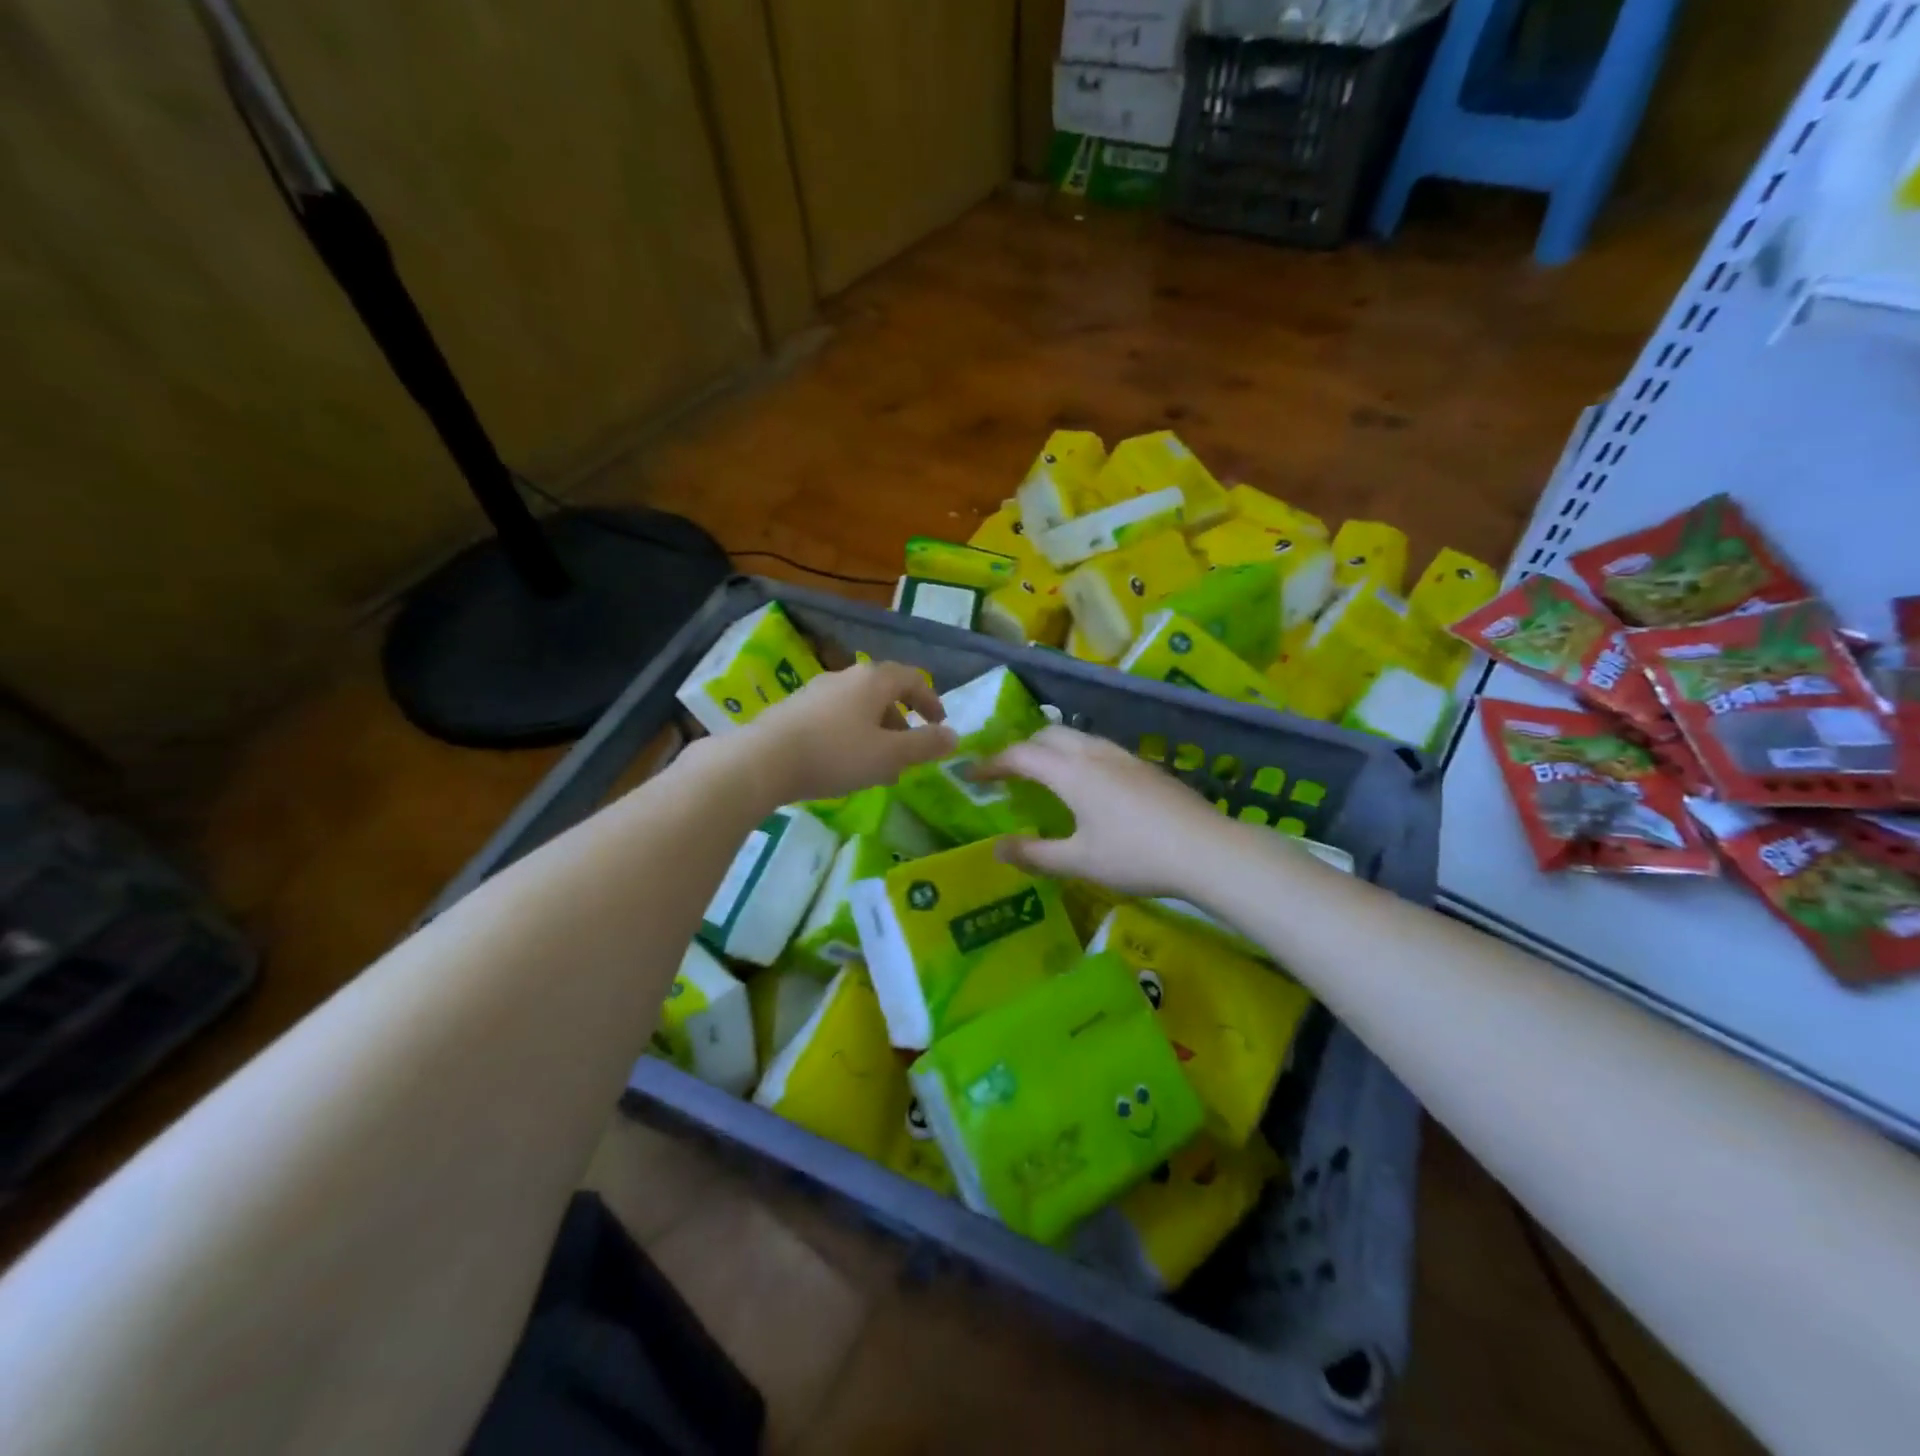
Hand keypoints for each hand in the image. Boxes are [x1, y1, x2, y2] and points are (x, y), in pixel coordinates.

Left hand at [739, 661, 957, 802]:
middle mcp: (845, 677)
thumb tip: (954, 737)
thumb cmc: (836, 754)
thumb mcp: (889, 755)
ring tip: (878, 766)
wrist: (763, 760)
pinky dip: (851, 735)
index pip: (913, 679)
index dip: (931, 700)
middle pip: (884, 693)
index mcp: (874, 680)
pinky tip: (844, 764)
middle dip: (901, 722)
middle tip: (909, 752)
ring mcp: (816, 690)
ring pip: (858, 707)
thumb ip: (925, 745)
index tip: (940, 725)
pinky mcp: (794, 709)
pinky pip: (835, 718)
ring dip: (876, 732)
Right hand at [976, 727, 1230, 895]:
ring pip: (1077, 738)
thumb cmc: (1137, 856)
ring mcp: (1124, 756)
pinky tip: (1088, 786)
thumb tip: (997, 848)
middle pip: (1048, 736)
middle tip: (1007, 774)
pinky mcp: (1146, 766)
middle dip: (1021, 749)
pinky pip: (1099, 748)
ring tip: (1044, 775)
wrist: (1208, 849)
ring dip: (1051, 749)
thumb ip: (1036, 854)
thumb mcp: (1080, 862)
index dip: (991, 764)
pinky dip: (1077, 757)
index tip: (971, 775)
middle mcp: (1095, 753)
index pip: (1020, 755)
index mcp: (1072, 773)